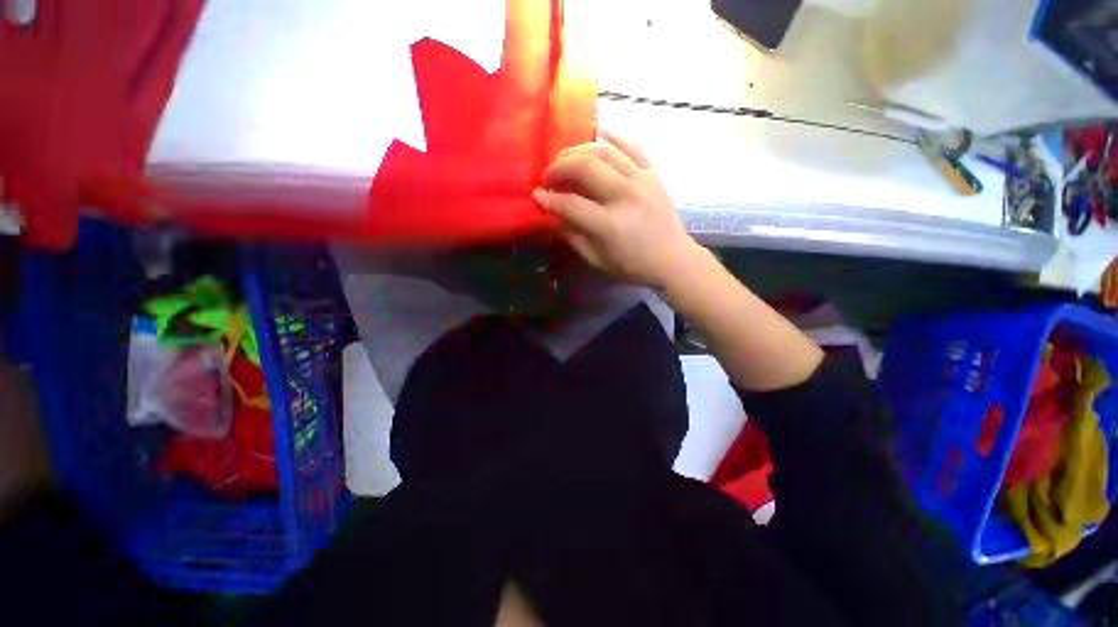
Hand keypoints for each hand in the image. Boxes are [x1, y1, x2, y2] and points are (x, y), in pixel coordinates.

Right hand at [532, 131, 699, 288]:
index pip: (570, 204)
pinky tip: (599, 133)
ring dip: (579, 150)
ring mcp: (642, 180)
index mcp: (610, 225)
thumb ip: (573, 236)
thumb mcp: (598, 259)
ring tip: (566, 158)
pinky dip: (614, 136)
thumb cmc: (633, 266)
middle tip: (548, 174)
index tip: (536, 194)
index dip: (549, 198)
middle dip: (559, 167)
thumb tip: (551, 214)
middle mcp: (625, 196)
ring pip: (604, 151)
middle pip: (585, 167)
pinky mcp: (654, 173)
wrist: (673, 259)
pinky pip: (633, 145)